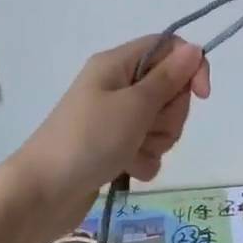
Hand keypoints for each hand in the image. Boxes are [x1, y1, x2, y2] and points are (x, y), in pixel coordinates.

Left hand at [1, 36, 210, 242]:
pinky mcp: (113, 147)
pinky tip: (128, 170)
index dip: (190, 68)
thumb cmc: (89, 140)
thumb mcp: (134, 105)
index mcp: (117, 64)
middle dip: (169, 114)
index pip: (168, 49)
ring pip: (160, 122)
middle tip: (146, 128)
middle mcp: (116, 85)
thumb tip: (194, 48)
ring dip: (156, 141)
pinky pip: (147, 147)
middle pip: (168, 88)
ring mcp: (114, 118)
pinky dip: (144, 159)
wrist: (41, 194)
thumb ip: (168, 78)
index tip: (201, 96)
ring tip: (133, 152)